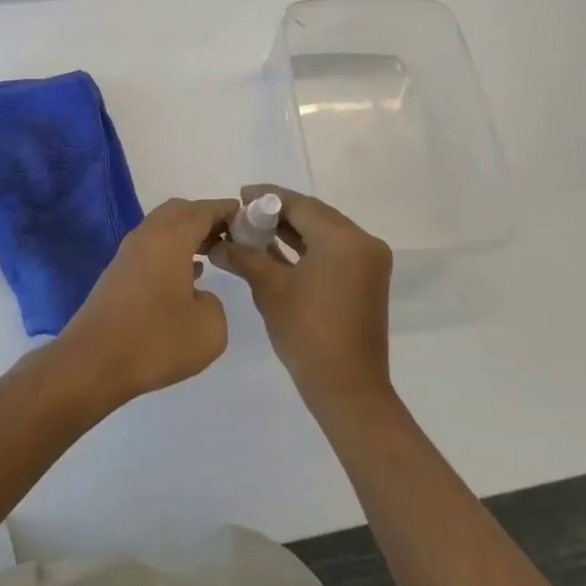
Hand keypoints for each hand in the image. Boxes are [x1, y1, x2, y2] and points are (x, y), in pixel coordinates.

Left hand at [58, 198, 236, 406]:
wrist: (94, 361)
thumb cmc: (156, 340)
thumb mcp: (210, 329)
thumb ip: (215, 302)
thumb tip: (200, 295)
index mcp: (170, 238)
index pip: (202, 210)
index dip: (226, 210)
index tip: (248, 216)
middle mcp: (147, 236)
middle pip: (179, 212)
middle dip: (205, 218)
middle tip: (231, 236)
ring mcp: (128, 254)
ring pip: (163, 230)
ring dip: (188, 236)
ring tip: (215, 254)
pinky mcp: (119, 274)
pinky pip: (152, 249)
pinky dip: (173, 252)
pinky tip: (188, 276)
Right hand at [211, 185, 394, 416]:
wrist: (347, 389)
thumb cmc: (307, 333)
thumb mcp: (270, 288)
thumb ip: (244, 256)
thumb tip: (218, 242)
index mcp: (344, 239)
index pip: (300, 205)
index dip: (267, 198)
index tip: (239, 196)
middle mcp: (362, 243)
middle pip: (313, 215)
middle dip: (277, 213)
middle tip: (242, 213)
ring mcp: (368, 262)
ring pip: (322, 233)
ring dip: (290, 231)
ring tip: (253, 230)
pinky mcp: (365, 280)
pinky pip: (331, 251)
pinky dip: (305, 248)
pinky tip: (274, 250)